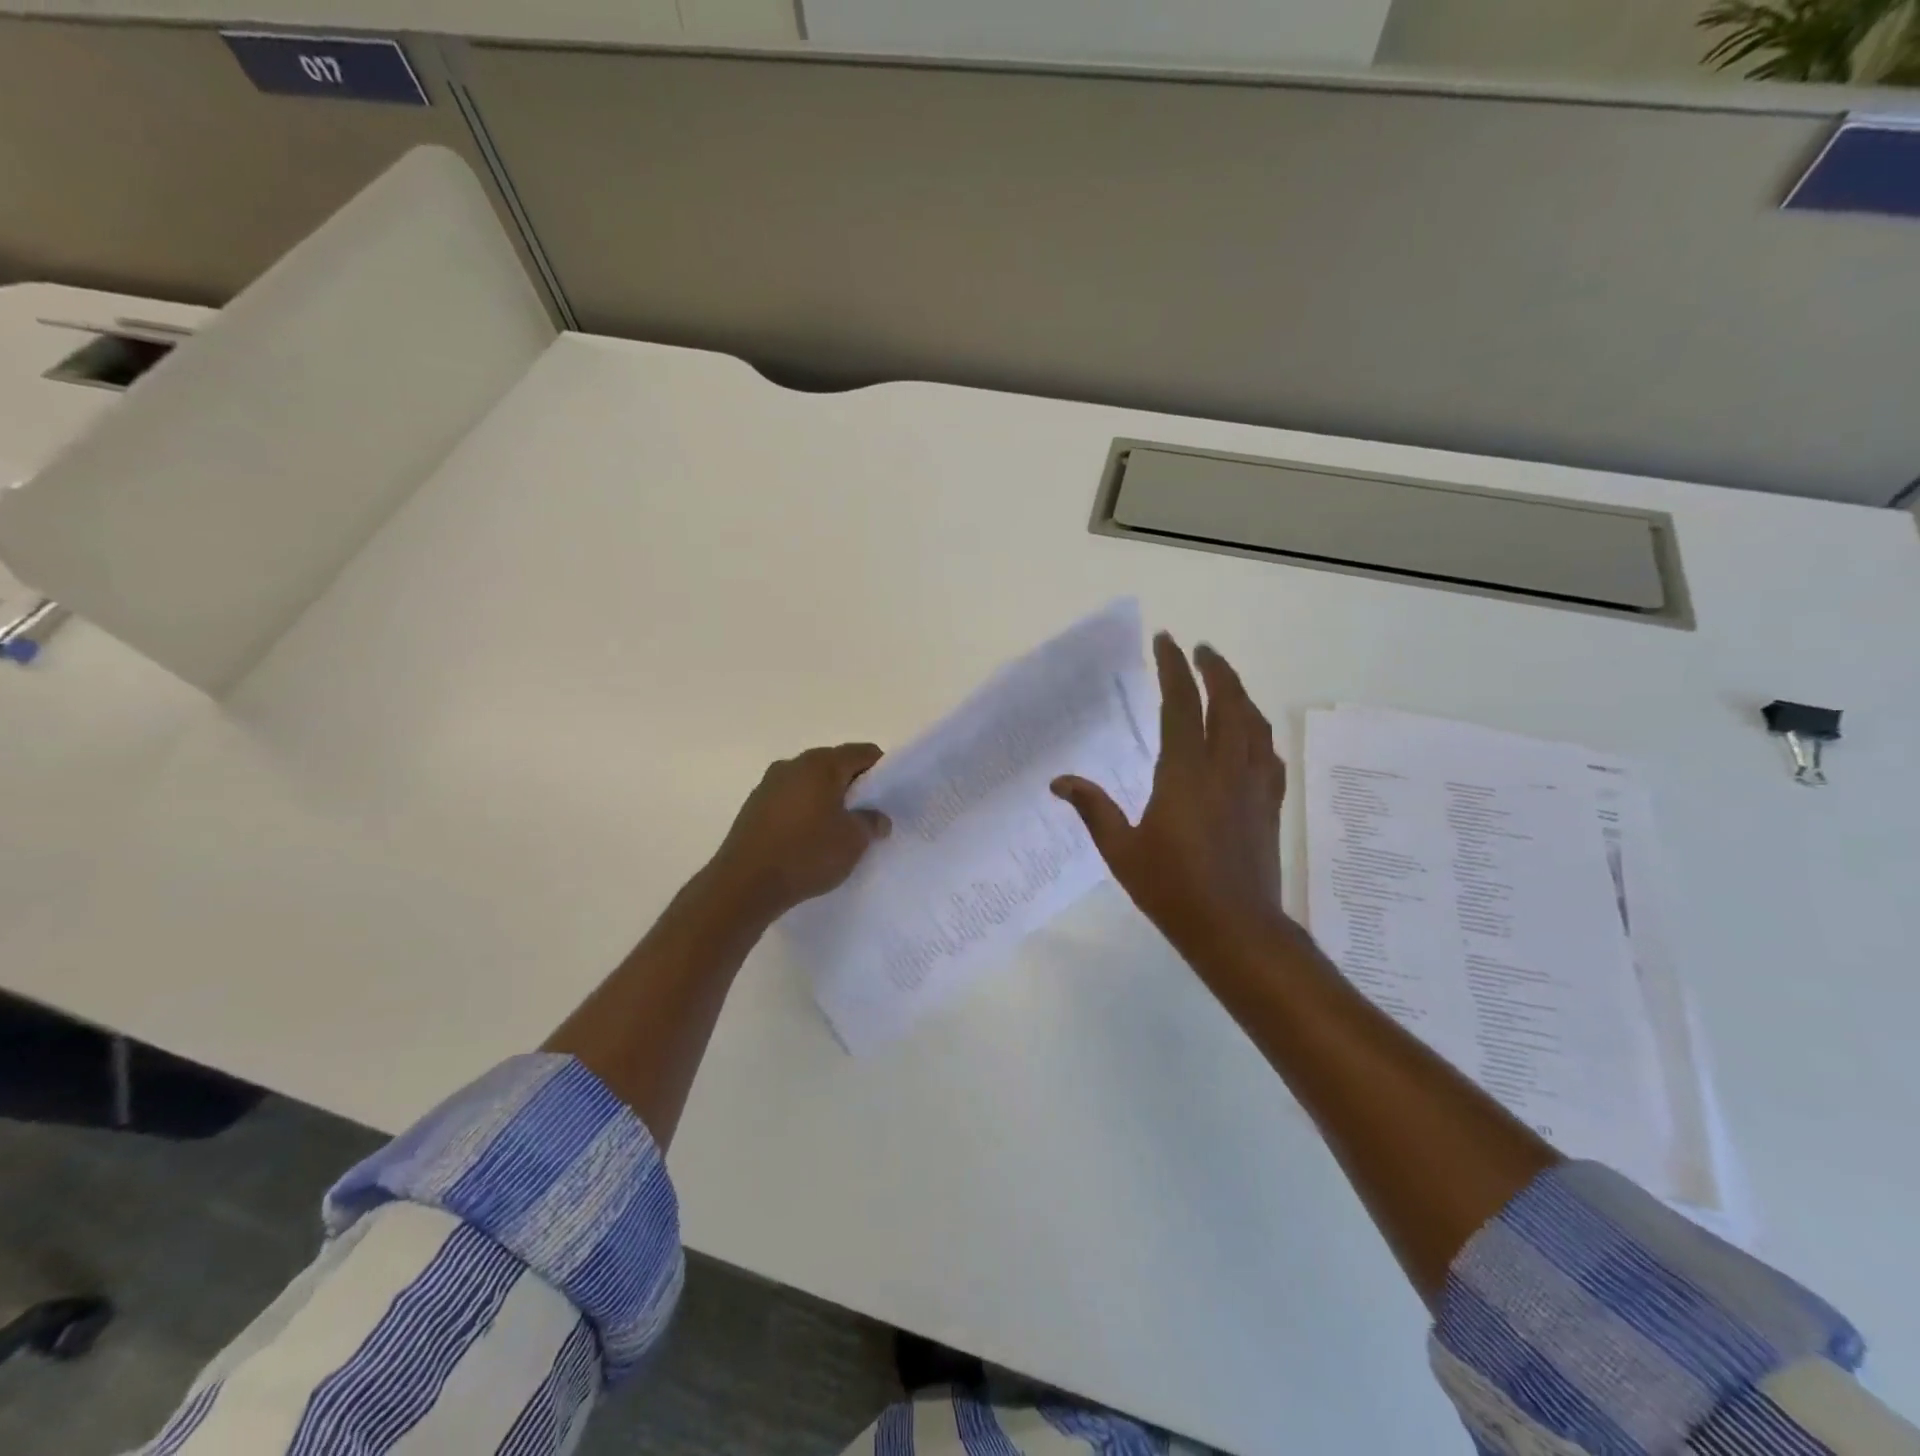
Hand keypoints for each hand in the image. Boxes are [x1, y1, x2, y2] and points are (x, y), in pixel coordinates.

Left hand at [708, 743, 891, 919]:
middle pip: (834, 765)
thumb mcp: (853, 841)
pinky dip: (805, 811)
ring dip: (827, 799)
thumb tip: (876, 817)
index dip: (881, 771)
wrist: (745, 884)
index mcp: (821, 764)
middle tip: (867, 815)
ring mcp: (769, 784)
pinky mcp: (754, 806)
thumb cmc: (806, 854)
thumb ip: (871, 822)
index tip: (889, 797)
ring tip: (836, 830)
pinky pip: (790, 800)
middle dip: (853, 786)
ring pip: (810, 783)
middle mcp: (793, 764)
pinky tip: (808, 839)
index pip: (862, 753)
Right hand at [1053, 634, 1291, 965]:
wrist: (1235, 928)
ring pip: (1253, 724)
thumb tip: (1059, 782)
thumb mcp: (1121, 851)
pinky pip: (1268, 755)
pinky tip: (1251, 735)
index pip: (1181, 705)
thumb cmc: (1172, 889)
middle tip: (1200, 650)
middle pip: (1227, 703)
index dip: (1174, 669)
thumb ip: (1093, 810)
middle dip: (1215, 669)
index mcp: (1185, 773)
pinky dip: (1258, 733)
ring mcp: (1253, 786)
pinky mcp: (1268, 805)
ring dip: (1239, 694)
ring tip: (1224, 681)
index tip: (1167, 641)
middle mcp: (1224, 769)